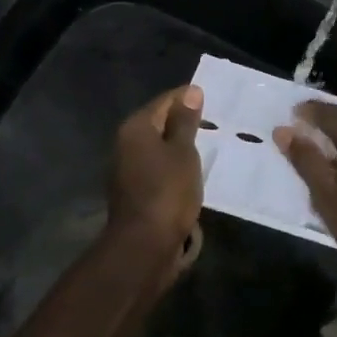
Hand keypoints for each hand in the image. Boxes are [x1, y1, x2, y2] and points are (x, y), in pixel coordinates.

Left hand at [105, 84, 204, 274]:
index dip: (186, 97)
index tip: (209, 96)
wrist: (144, 244)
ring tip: (206, 144)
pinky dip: (172, 165)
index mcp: (135, 128)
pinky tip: (190, 171)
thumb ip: (186, 121)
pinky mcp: (133, 191)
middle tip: (212, 119)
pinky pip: (156, 167)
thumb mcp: (184, 152)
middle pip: (157, 123)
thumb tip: (190, 91)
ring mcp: (126, 169)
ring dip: (177, 145)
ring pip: (156, 147)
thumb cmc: (167, 191)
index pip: (164, 101)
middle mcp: (124, 144)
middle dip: (182, 120)